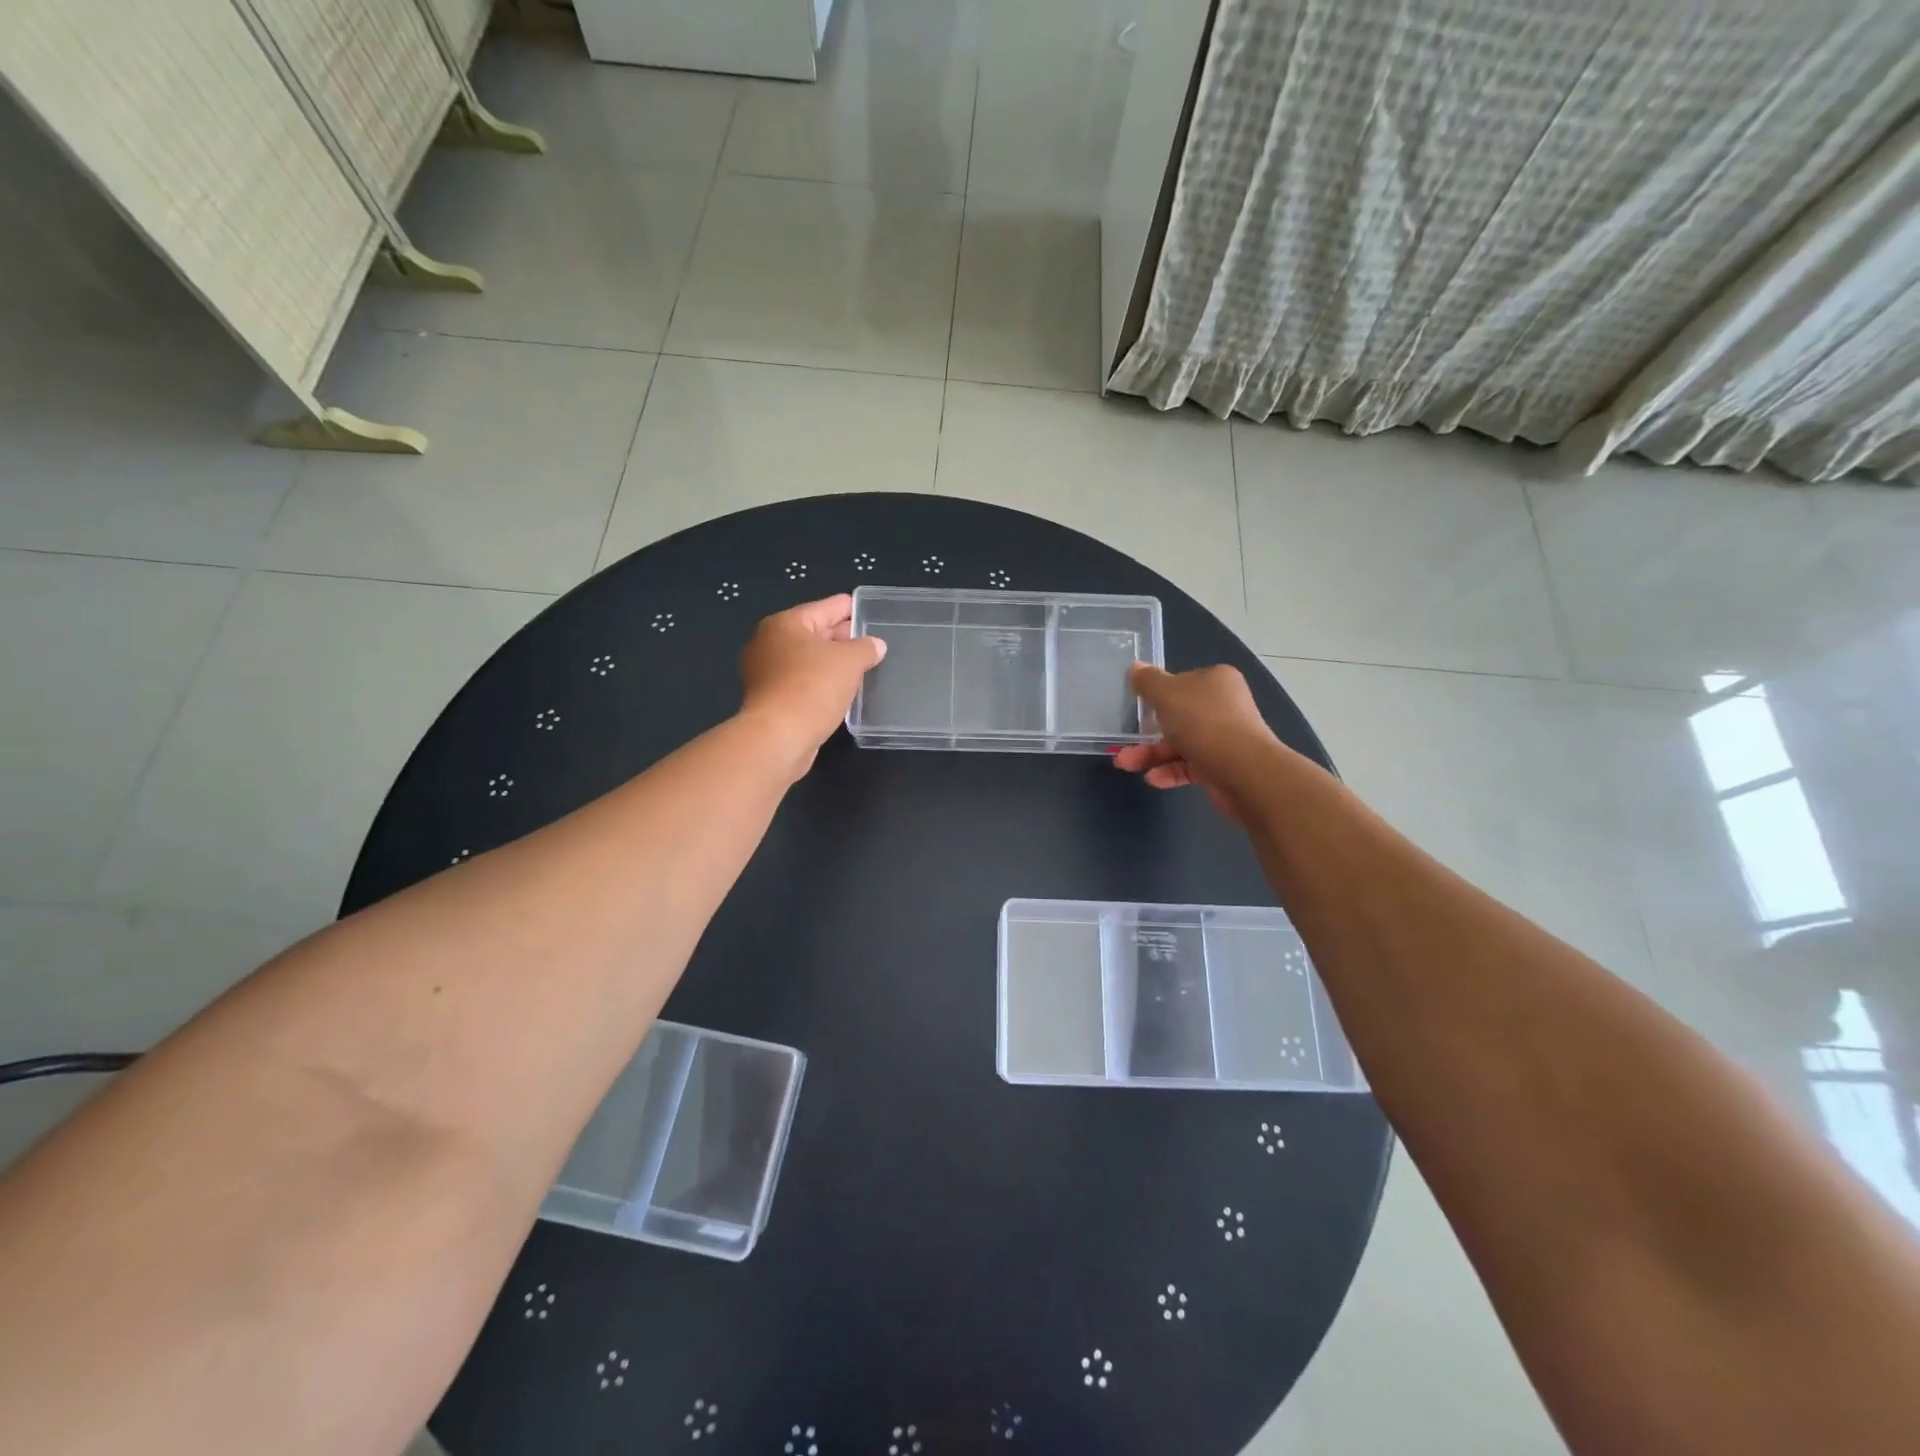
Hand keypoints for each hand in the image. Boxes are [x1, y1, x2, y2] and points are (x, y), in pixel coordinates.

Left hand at [739, 594, 885, 777]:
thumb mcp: (849, 662)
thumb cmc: (812, 688)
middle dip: (844, 637)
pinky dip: (822, 682)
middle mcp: (770, 642)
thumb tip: (875, 645)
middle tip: (874, 644)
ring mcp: (766, 672)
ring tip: (864, 668)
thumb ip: (866, 648)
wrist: (778, 737)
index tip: (874, 613)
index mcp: (786, 623)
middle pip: (816, 631)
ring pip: (809, 659)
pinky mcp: (770, 698)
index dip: (853, 609)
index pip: (828, 607)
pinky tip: (842, 691)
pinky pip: (803, 681)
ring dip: (833, 663)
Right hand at [1112, 663, 1285, 821]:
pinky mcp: (1222, 766)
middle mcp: (1223, 706)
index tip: (1136, 706)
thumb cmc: (1203, 723)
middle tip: (1122, 742)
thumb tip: (1135, 667)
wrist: (1244, 772)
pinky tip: (1152, 779)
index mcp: (1215, 681)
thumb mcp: (1166, 694)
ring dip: (1151, 754)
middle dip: (1147, 731)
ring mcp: (1225, 738)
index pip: (1181, 682)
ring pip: (1180, 743)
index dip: (1157, 694)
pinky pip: (1190, 766)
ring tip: (1125, 764)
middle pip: (1178, 715)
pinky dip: (1170, 771)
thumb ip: (1148, 682)